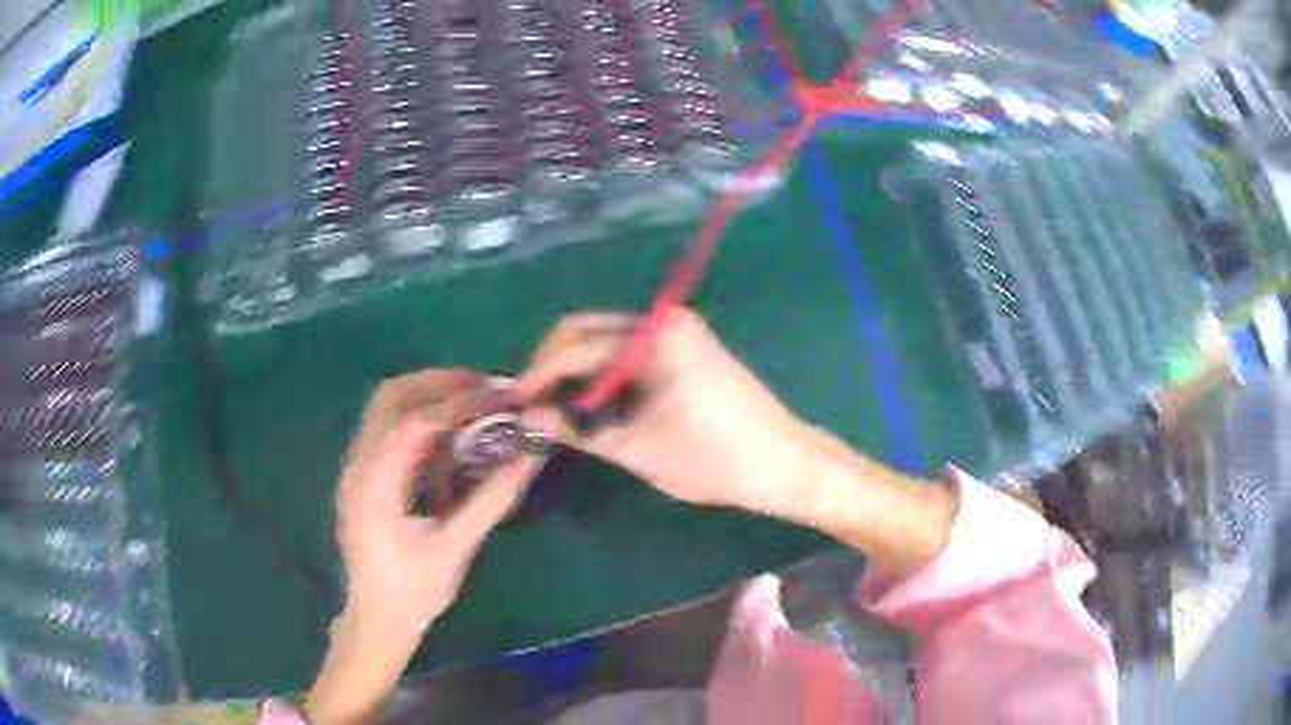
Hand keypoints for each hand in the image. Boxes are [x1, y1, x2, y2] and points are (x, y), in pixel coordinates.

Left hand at [306, 370, 541, 724]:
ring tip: (470, 401)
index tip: (502, 398)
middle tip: (487, 389)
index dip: (462, 403)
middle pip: (392, 397)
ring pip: (384, 405)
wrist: (376, 618)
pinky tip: (446, 430)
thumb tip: (531, 457)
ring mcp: (354, 467)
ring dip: (427, 392)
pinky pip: (384, 424)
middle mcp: (358, 465)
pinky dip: (417, 412)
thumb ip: (492, 500)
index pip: (416, 422)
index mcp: (376, 486)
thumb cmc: (415, 591)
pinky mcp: (361, 473)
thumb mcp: (456, 549)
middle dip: (441, 384)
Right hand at [516, 310, 955, 572]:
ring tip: (558, 411)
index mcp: (652, 336)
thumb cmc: (712, 458)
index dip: (537, 376)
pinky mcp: (686, 348)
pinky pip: (628, 352)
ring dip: (577, 371)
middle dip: (553, 366)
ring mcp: (676, 331)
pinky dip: (604, 374)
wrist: (783, 464)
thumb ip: (577, 428)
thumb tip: (528, 419)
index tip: (514, 406)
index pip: (574, 346)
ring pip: (605, 341)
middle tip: (534, 408)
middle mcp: (661, 320)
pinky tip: (594, 404)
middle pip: (585, 331)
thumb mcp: (637, 447)